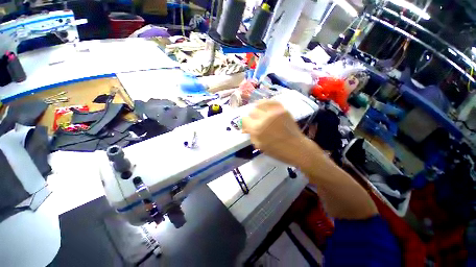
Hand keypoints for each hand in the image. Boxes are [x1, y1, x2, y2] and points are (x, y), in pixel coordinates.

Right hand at [242, 100, 307, 164]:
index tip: (248, 126)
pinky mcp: (282, 109)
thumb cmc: (276, 150)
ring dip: (258, 109)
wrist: (296, 147)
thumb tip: (246, 128)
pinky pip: (271, 101)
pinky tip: (267, 108)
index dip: (245, 124)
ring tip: (261, 114)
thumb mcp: (259, 145)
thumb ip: (251, 135)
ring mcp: (274, 112)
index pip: (244, 120)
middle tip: (256, 122)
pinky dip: (267, 104)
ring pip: (260, 104)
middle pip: (252, 111)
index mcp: (257, 129)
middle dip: (252, 118)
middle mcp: (264, 118)